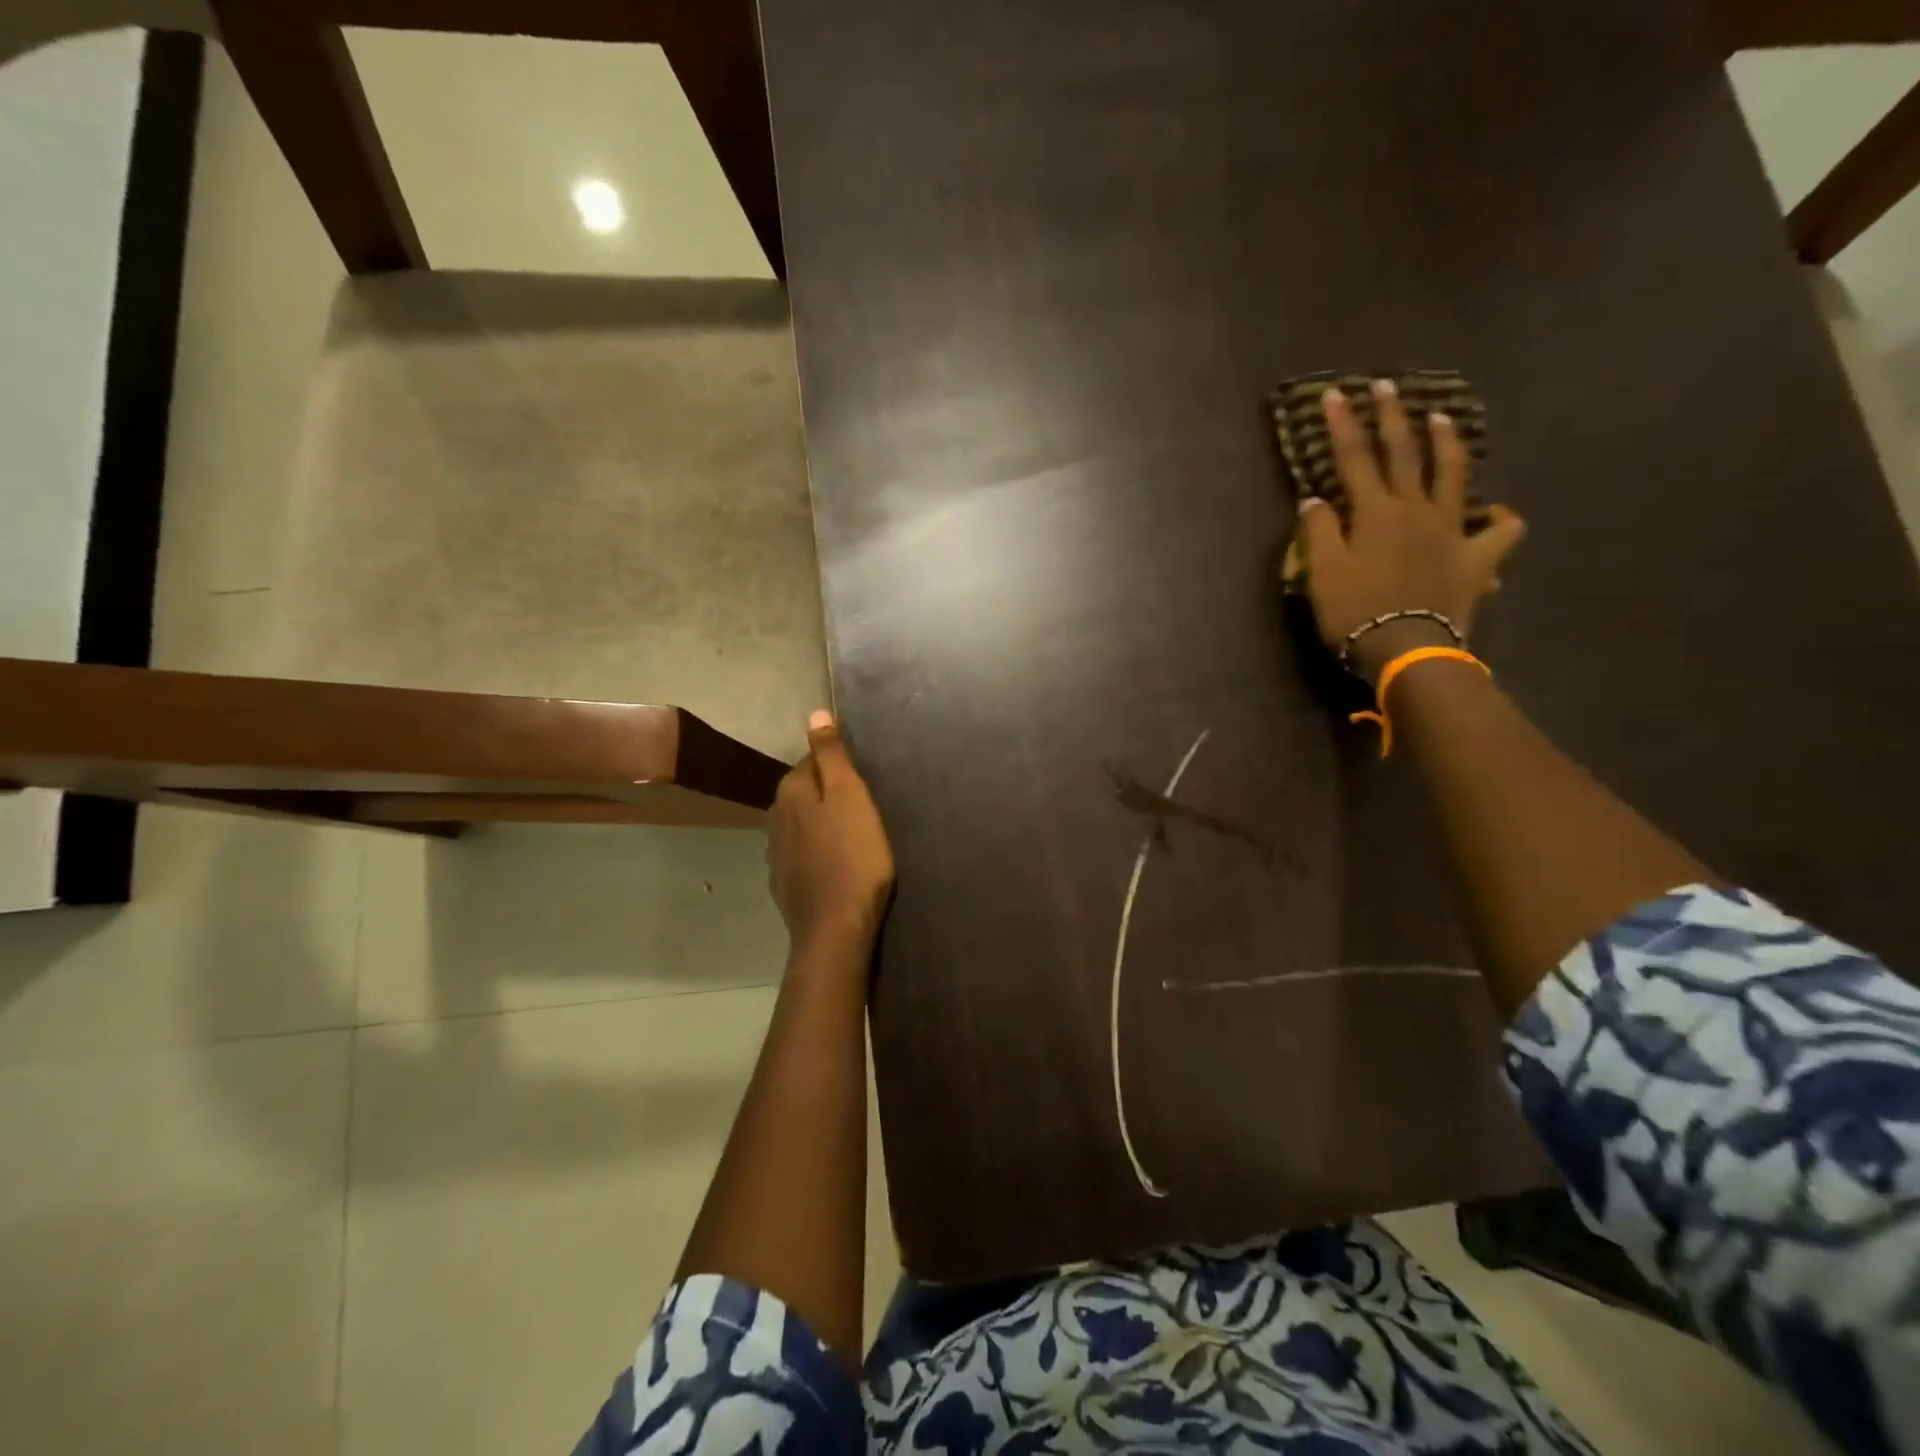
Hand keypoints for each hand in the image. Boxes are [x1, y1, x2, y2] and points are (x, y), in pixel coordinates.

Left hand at [768, 710, 895, 951]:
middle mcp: (774, 816)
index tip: (864, 784)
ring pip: (801, 823)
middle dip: (829, 795)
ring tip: (853, 837)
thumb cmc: (853, 856)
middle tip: (864, 810)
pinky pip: (801, 853)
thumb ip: (831, 755)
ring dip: (822, 824)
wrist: (836, 927)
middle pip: (805, 792)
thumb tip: (815, 713)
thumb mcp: (850, 796)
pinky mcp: (783, 882)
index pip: (812, 761)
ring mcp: (775, 852)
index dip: (840, 768)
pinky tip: (835, 865)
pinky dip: (816, 852)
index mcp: (790, 791)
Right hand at [1299, 380, 1525, 681]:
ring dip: (1446, 443)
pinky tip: (1496, 512)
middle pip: (1404, 454)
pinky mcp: (1477, 558)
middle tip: (1386, 386)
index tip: (1335, 394)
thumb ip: (1319, 533)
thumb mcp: (1323, 574)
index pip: (1355, 458)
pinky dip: (1501, 519)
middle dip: (1392, 417)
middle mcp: (1417, 510)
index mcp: (1376, 512)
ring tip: (1441, 419)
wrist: (1408, 649)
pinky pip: (1501, 533)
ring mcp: (1452, 531)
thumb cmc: (1356, 613)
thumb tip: (1314, 500)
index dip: (1343, 425)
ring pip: (1453, 475)